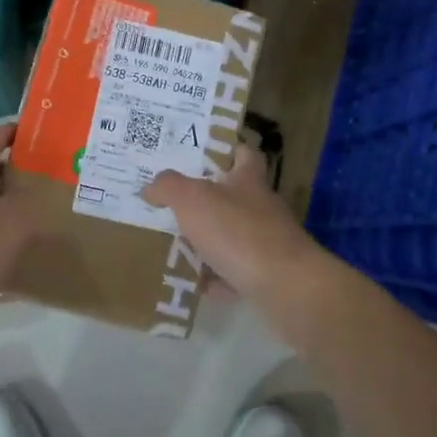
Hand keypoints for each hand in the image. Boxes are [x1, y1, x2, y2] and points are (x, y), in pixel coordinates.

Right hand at [142, 145, 321, 300]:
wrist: (286, 287)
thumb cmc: (238, 232)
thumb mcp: (193, 200)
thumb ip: (168, 187)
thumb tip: (151, 186)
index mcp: (248, 180)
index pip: (243, 154)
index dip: (226, 149)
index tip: (201, 154)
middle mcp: (262, 207)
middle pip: (233, 197)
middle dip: (205, 202)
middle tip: (171, 205)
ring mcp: (268, 242)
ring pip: (232, 236)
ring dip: (208, 243)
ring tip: (174, 246)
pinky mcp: (269, 275)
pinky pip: (236, 273)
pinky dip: (218, 278)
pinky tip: (197, 284)